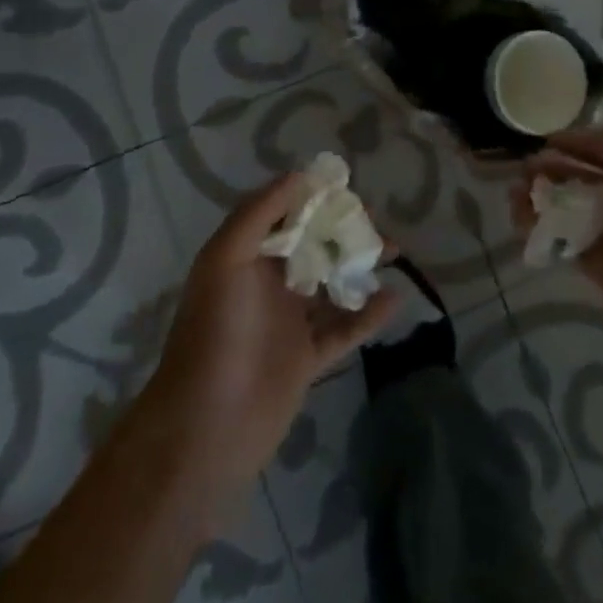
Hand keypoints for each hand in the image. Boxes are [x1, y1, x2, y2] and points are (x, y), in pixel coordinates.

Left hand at [147, 172, 400, 496]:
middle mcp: (268, 283)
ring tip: (393, 250)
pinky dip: (370, 313)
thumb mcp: (226, 259)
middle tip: (376, 221)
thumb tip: (299, 176)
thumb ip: (259, 214)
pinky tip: (395, 297)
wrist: (208, 427)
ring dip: (360, 265)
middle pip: (313, 245)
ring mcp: (289, 322)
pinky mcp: (308, 359)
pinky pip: (345, 328)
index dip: (313, 198)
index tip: (347, 186)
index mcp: (246, 257)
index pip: (284, 215)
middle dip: (343, 229)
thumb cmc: (216, 332)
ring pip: (331, 283)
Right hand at [515, 128, 602, 359]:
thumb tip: (566, 136)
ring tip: (514, 196)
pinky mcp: (594, 265)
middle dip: (548, 172)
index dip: (570, 145)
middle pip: (576, 179)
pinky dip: (539, 231)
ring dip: (537, 200)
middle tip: (523, 172)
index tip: (540, 143)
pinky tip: (522, 222)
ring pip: (563, 210)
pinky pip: (560, 242)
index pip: (597, 152)